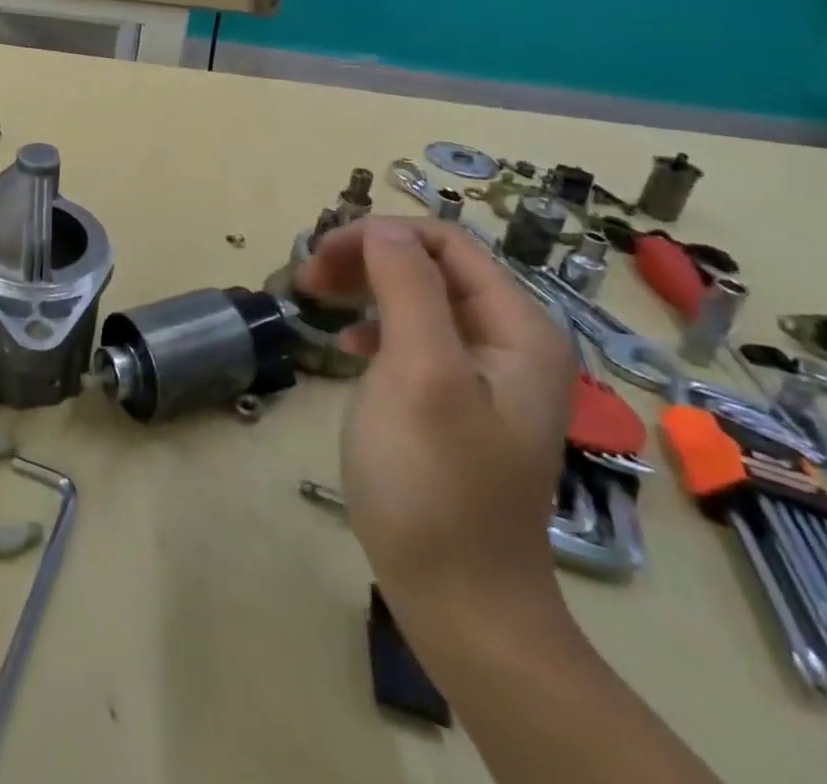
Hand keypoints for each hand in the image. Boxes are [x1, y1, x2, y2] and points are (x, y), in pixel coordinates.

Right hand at [299, 218, 573, 621]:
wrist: (459, 599)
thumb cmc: (434, 479)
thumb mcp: (419, 372)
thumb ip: (406, 287)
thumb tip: (381, 226)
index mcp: (518, 328)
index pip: (446, 242)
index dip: (379, 235)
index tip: (319, 256)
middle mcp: (511, 341)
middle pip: (431, 266)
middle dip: (367, 259)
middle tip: (308, 280)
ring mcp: (486, 374)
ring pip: (418, 298)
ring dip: (365, 288)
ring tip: (317, 303)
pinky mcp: (458, 401)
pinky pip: (414, 336)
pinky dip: (374, 327)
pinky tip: (347, 347)